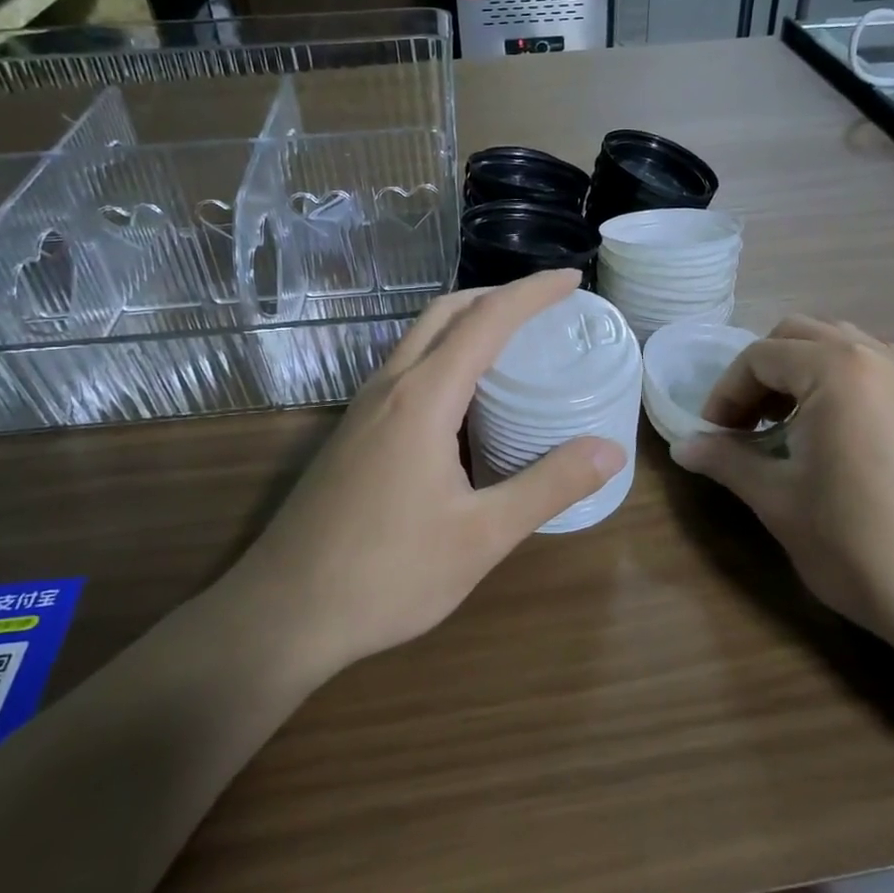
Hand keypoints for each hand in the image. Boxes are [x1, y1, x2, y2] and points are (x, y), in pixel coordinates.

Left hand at [228, 270, 625, 679]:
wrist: (283, 613)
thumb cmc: (387, 575)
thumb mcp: (482, 537)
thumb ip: (548, 486)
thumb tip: (610, 450)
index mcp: (424, 398)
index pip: (487, 320)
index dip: (532, 292)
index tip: (572, 279)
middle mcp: (390, 387)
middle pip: (446, 312)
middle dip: (497, 295)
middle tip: (545, 306)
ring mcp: (363, 409)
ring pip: (419, 338)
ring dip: (467, 323)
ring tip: (513, 343)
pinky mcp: (353, 433)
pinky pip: (405, 369)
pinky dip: (444, 356)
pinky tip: (464, 399)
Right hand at [672, 317, 893, 667]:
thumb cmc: (859, 545)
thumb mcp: (779, 501)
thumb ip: (726, 461)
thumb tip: (681, 447)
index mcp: (836, 369)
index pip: (759, 357)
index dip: (725, 393)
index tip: (712, 435)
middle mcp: (877, 355)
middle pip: (798, 335)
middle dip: (760, 373)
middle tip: (744, 425)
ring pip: (839, 344)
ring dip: (800, 371)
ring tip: (786, 426)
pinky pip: (874, 366)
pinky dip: (840, 380)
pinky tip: (835, 432)